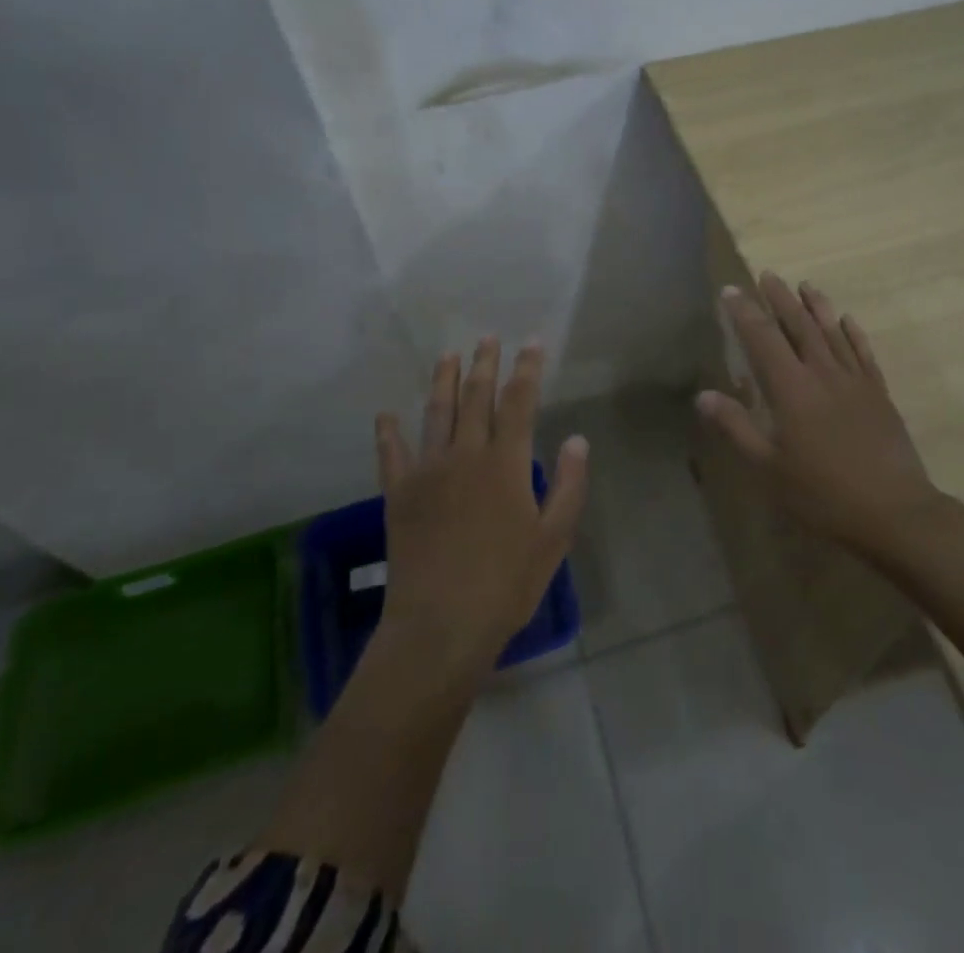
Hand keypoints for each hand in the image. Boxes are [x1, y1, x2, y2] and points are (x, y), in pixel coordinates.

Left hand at [375, 338, 587, 680]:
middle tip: (488, 338)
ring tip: (447, 355)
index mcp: (506, 463)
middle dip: (485, 364)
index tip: (532, 343)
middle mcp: (466, 454)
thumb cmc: (506, 583)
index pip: (520, 401)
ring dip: (443, 381)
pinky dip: (388, 432)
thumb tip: (578, 439)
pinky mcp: (399, 494)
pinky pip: (391, 454)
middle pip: (476, 397)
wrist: (440, 625)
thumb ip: (569, 485)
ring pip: (436, 413)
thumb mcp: (554, 538)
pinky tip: (386, 415)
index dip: (527, 369)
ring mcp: (428, 471)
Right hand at [697, 273, 939, 560]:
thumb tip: (703, 395)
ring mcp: (855, 381)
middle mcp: (823, 374)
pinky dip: (853, 333)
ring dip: (817, 306)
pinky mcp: (879, 394)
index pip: (764, 339)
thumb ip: (736, 427)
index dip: (745, 313)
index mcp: (792, 389)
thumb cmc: (822, 493)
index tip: (730, 291)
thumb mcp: (768, 468)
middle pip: (799, 326)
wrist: (893, 511)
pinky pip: (863, 353)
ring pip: (833, 333)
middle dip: (780, 299)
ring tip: (805, 285)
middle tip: (767, 275)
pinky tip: (847, 320)